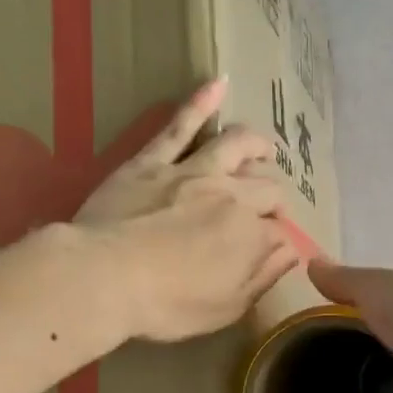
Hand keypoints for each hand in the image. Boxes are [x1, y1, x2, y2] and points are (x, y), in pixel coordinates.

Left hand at [76, 79, 299, 342]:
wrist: (103, 278)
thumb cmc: (167, 305)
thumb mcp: (225, 308)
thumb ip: (262, 277)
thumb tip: (290, 252)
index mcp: (251, 235)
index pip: (280, 232)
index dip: (280, 241)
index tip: (273, 251)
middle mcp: (231, 195)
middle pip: (266, 187)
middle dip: (274, 197)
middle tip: (269, 207)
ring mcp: (192, 172)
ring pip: (235, 145)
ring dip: (256, 144)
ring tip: (266, 148)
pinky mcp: (153, 161)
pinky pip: (180, 126)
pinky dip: (201, 102)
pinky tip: (217, 84)